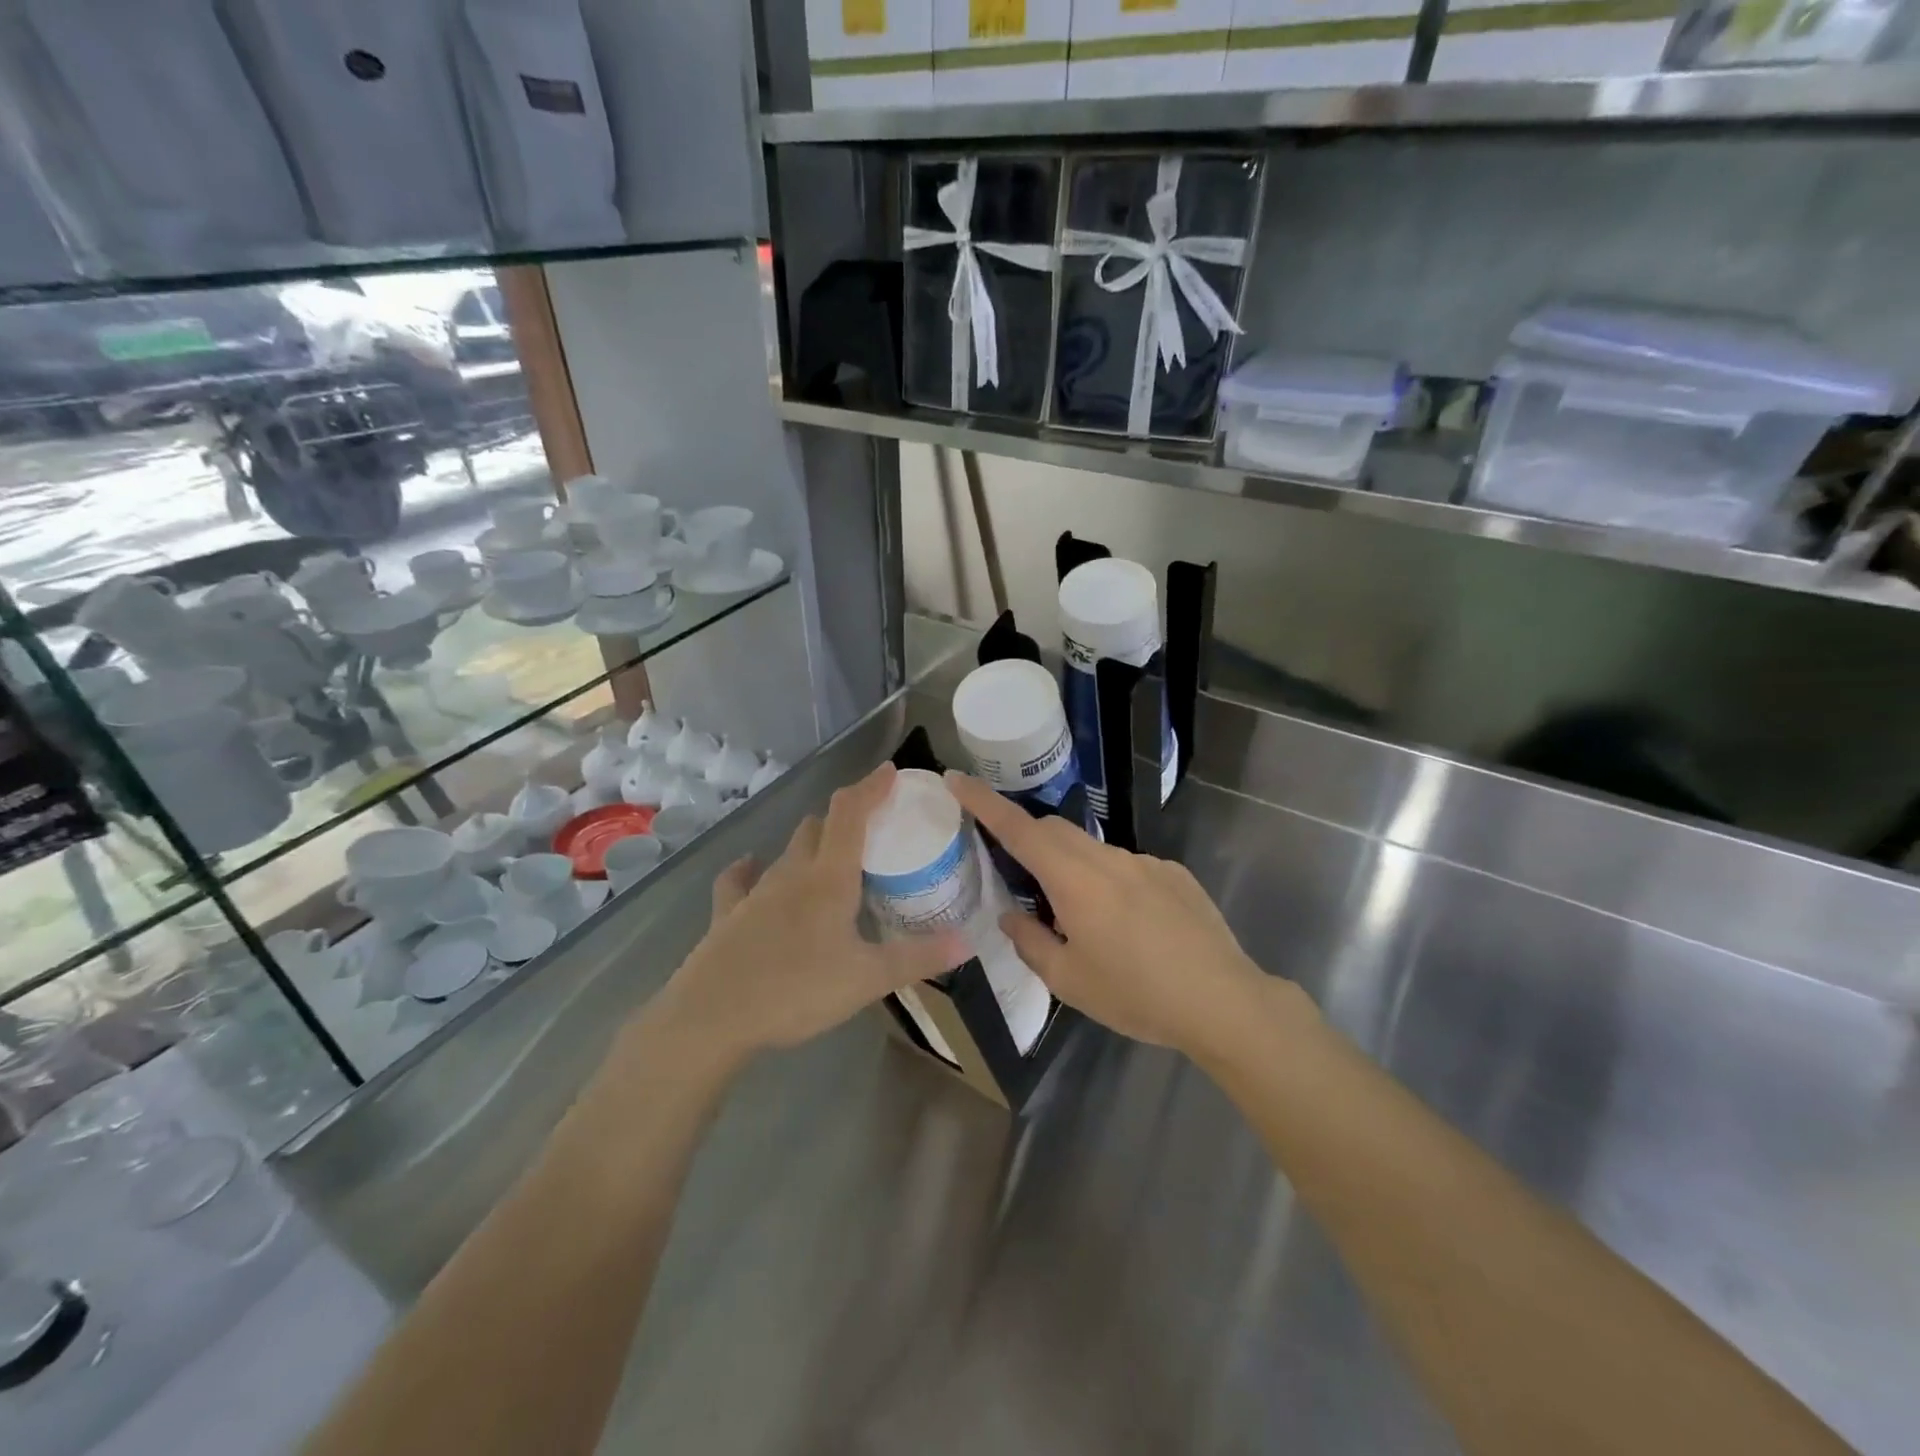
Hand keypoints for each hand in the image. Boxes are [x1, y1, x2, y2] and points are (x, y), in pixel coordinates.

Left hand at [643, 765, 961, 1067]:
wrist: (712, 1017)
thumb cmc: (796, 990)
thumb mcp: (867, 979)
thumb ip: (918, 958)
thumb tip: (968, 941)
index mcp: (829, 878)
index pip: (851, 813)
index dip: (870, 787)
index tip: (890, 771)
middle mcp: (792, 873)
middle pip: (819, 826)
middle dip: (845, 817)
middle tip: (871, 828)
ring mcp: (755, 891)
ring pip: (787, 851)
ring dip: (810, 843)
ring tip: (830, 856)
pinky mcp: (727, 914)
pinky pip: (740, 880)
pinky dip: (752, 870)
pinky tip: (753, 869)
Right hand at [946, 771, 1277, 1056]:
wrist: (1223, 1001)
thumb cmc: (1137, 996)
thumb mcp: (1069, 981)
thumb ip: (1030, 941)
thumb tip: (1012, 915)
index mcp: (1075, 881)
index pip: (1019, 828)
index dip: (984, 802)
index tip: (956, 779)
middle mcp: (1109, 859)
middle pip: (1055, 829)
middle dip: (1028, 837)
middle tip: (1019, 875)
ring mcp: (1147, 862)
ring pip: (1092, 850)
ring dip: (1072, 868)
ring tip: (1085, 921)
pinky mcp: (1174, 873)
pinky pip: (1128, 865)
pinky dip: (1111, 882)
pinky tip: (1132, 927)